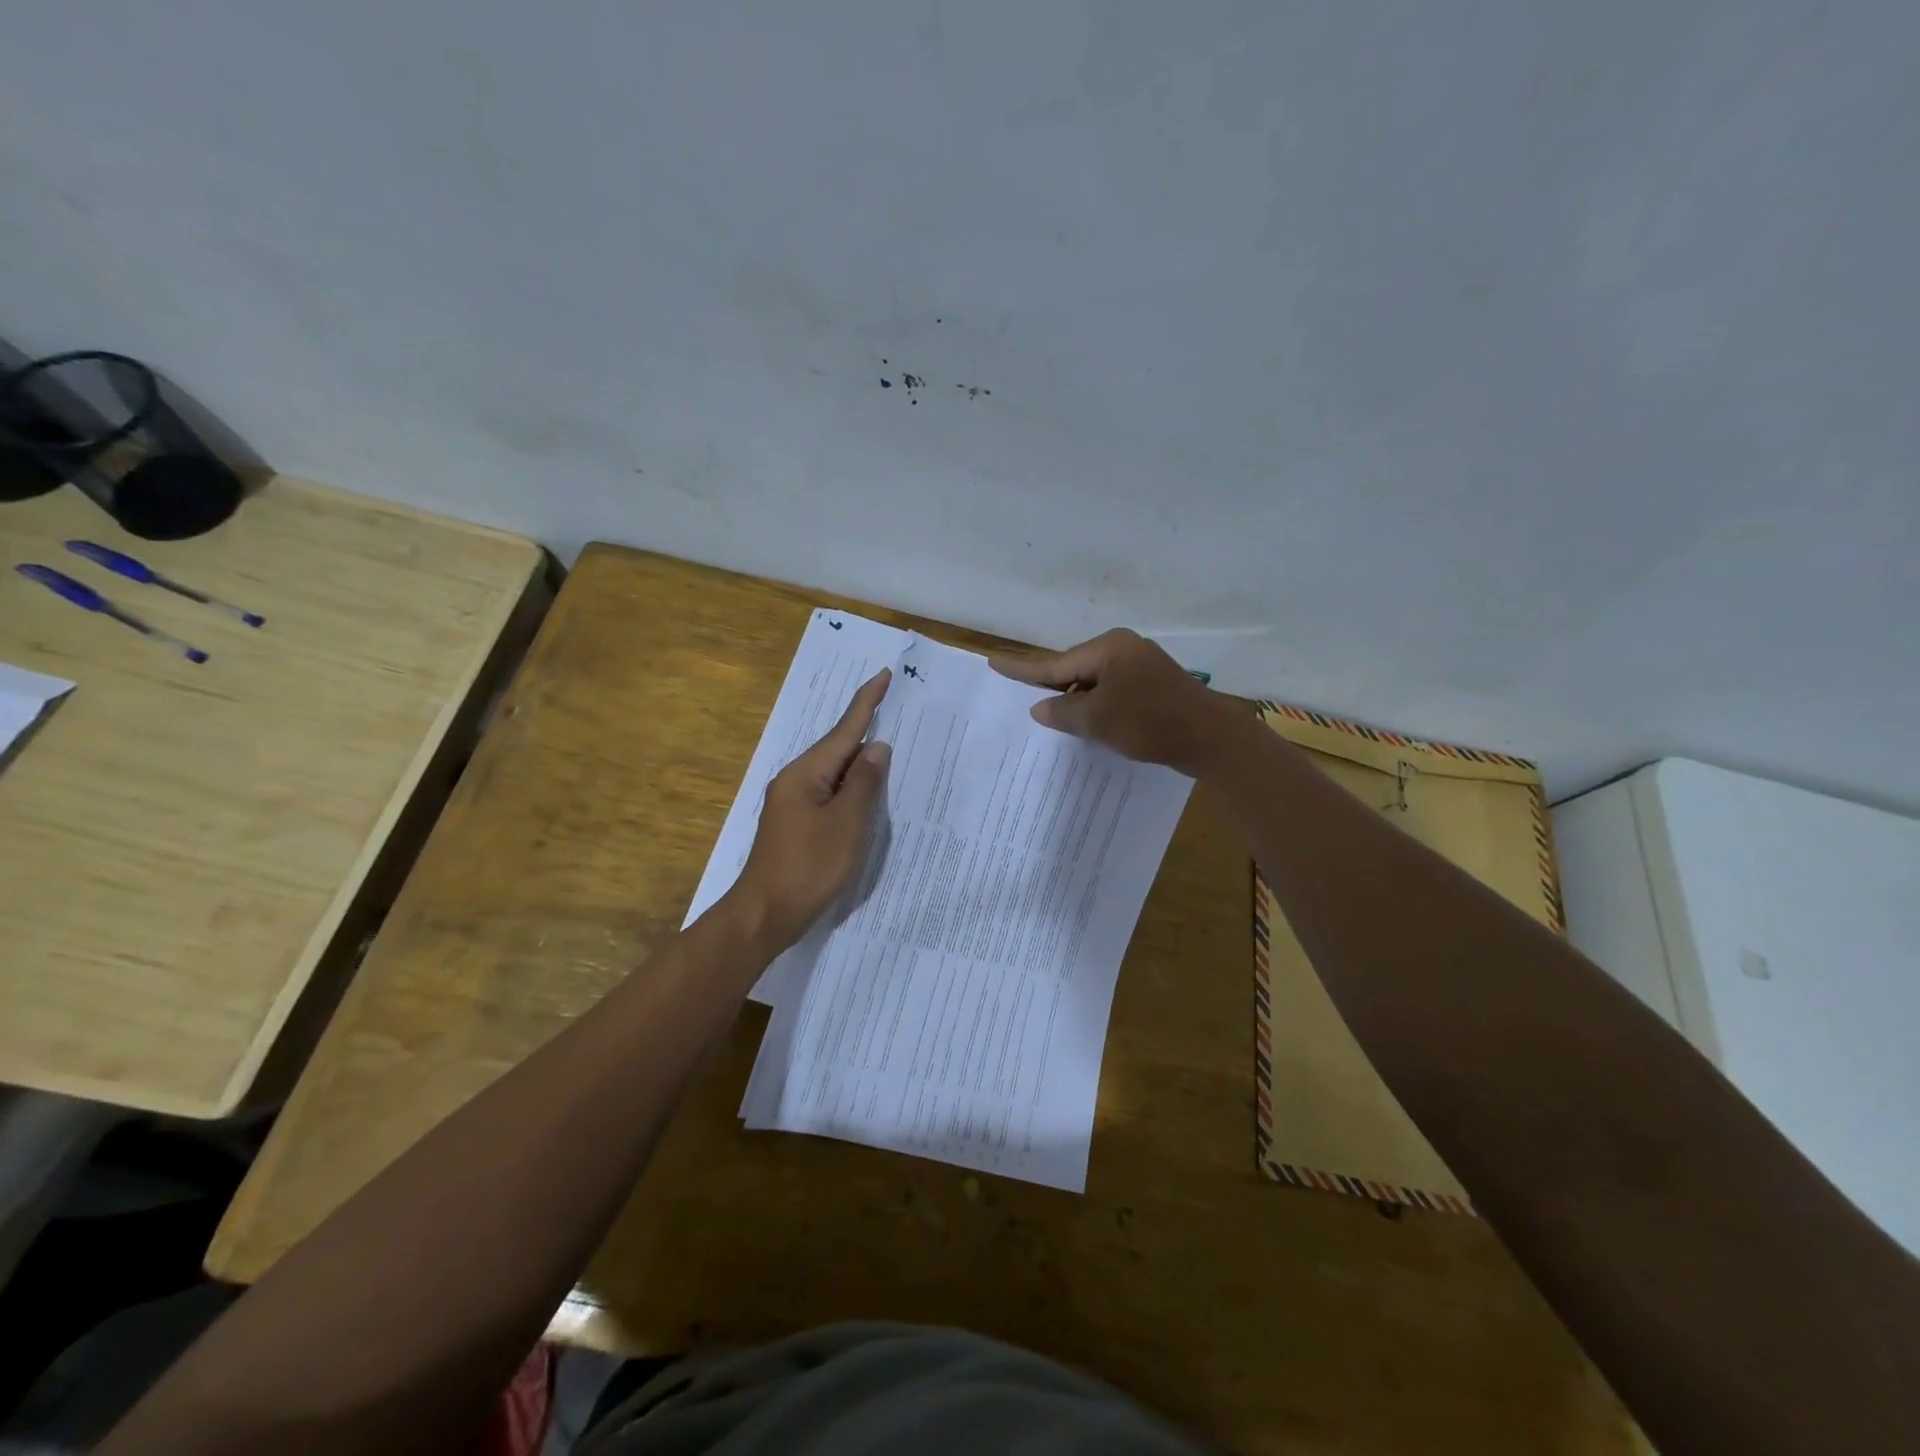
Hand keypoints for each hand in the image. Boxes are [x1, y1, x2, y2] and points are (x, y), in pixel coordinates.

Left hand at [728, 668, 892, 951]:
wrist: (765, 914)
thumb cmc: (809, 867)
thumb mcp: (846, 824)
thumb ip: (864, 783)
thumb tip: (877, 747)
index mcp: (806, 773)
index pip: (844, 730)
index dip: (867, 702)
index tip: (883, 674)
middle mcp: (795, 779)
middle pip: (837, 747)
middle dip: (865, 728)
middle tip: (895, 708)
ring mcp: (793, 802)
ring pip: (834, 771)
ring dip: (860, 760)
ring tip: (888, 746)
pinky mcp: (796, 822)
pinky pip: (829, 792)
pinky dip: (850, 786)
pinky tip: (865, 791)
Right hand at [990, 629, 1240, 775]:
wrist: (1211, 739)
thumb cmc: (1149, 722)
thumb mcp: (1097, 719)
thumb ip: (1063, 711)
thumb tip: (1040, 707)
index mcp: (1108, 648)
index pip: (1055, 662)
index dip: (1022, 669)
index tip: (993, 662)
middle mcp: (1124, 649)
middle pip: (1074, 670)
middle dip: (1050, 686)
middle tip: (1018, 695)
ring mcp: (1142, 667)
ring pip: (1094, 683)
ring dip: (1075, 701)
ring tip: (1049, 717)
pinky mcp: (1154, 688)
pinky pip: (1112, 693)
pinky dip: (1097, 707)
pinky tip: (1086, 724)